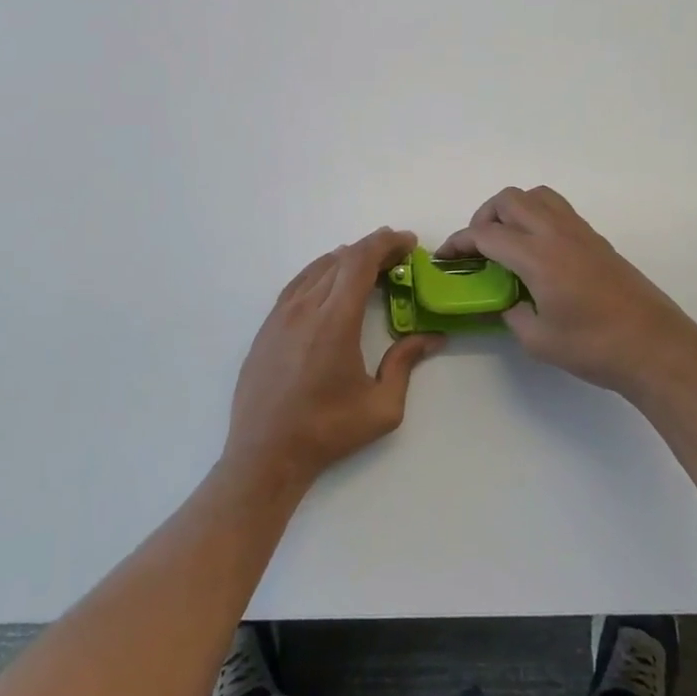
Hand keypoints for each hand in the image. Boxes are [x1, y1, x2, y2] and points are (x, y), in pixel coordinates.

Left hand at [223, 228, 444, 491]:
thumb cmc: (327, 431)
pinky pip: (299, 283)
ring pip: (318, 267)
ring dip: (346, 259)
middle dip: (372, 249)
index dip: (386, 243)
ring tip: (370, 266)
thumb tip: (431, 337)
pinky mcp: (268, 325)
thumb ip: (405, 364)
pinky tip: (332, 283)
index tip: (408, 242)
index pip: (360, 261)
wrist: (265, 453)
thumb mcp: (381, 407)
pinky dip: (322, 272)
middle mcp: (305, 307)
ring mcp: (281, 313)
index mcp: (335, 321)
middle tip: (398, 257)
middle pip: (341, 259)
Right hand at [436, 186, 696, 403]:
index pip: (485, 234)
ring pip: (536, 195)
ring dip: (512, 210)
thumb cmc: (594, 347)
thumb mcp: (538, 340)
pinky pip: (557, 209)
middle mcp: (556, 233)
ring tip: (507, 242)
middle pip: (509, 200)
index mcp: (537, 257)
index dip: (459, 242)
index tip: (446, 257)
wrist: (656, 347)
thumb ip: (512, 314)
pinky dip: (536, 216)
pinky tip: (538, 252)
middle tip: (478, 248)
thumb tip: (506, 302)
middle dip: (483, 217)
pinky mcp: (596, 239)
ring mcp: (579, 232)